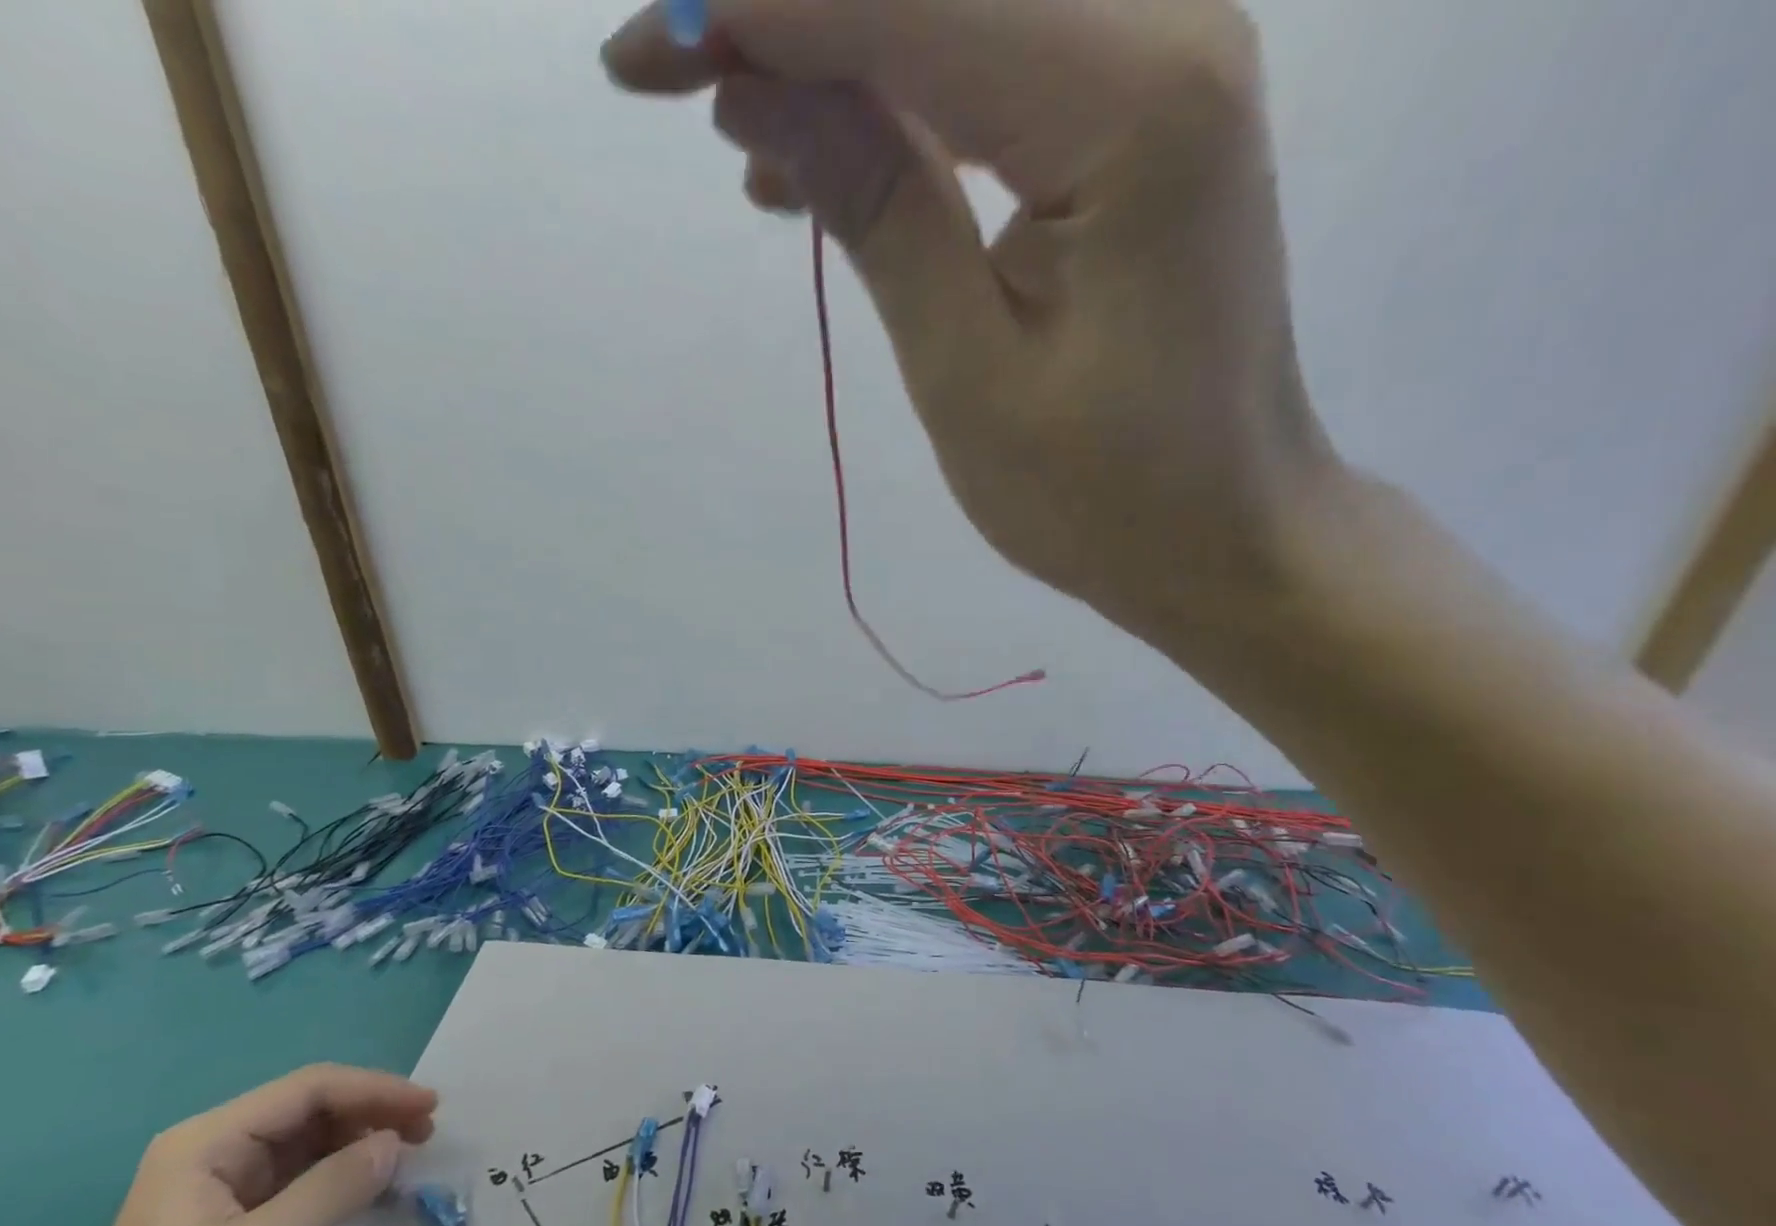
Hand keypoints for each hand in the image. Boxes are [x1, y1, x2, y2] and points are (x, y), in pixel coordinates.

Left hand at [0, 1065, 437, 1225]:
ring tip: (409, 1151)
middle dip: (372, 1112)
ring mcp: (220, 1190)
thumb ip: (332, 1188)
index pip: (308, 1089)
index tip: (430, 1105)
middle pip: (311, 1109)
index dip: (375, 1089)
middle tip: (427, 1130)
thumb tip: (397, 1140)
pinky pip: (301, 1179)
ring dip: (362, 1140)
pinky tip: (372, 1182)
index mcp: (204, 1144)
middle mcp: (212, 1154)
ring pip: (310, 1141)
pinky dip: (342, 1173)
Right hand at [603, 0, 1336, 645]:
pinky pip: (988, 81)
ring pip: (956, 19)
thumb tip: (755, 89)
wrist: (1221, 535)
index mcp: (1132, 100)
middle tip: (664, 65)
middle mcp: (1161, 34)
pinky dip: (894, 110)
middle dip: (791, 12)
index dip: (764, 8)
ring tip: (728, 126)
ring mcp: (1154, 75)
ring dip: (834, 59)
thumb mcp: (969, 375)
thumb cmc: (1104, 496)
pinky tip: (813, 164)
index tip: (642, 48)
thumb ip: (876, 213)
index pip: (913, 1)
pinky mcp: (1131, 131)